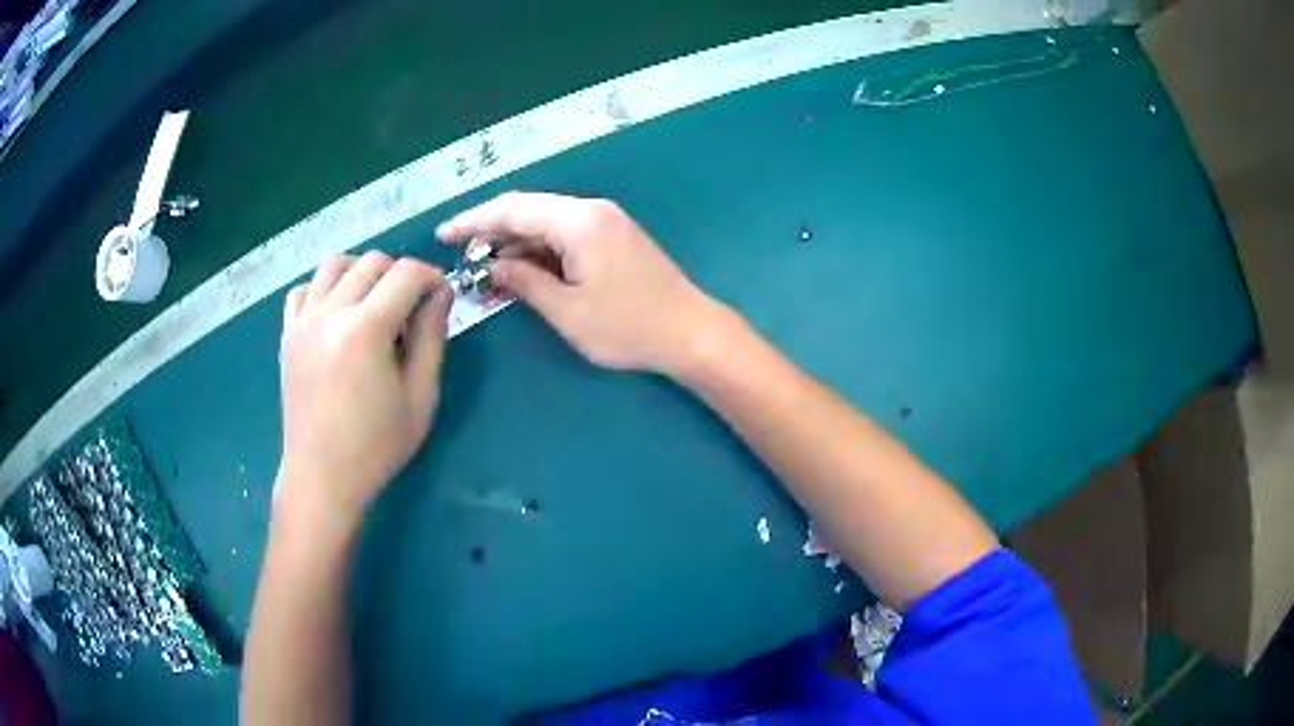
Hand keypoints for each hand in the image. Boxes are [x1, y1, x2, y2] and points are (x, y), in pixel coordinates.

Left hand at [276, 252, 450, 526]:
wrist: (322, 476)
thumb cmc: (376, 446)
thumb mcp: (420, 397)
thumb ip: (432, 338)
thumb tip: (440, 293)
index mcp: (366, 329)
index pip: (407, 273)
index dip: (432, 277)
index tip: (441, 298)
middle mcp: (330, 313)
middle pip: (372, 261)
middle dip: (400, 274)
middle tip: (411, 309)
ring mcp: (303, 321)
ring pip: (334, 264)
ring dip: (361, 272)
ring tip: (373, 303)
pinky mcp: (287, 334)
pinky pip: (304, 289)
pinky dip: (324, 289)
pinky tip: (337, 315)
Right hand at [437, 192, 722, 373]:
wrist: (690, 333)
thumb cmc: (628, 327)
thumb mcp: (567, 311)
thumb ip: (524, 283)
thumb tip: (494, 268)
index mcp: (578, 221)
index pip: (512, 209)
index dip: (473, 221)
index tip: (443, 236)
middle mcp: (591, 211)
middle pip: (528, 212)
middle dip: (491, 235)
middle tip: (464, 263)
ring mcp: (605, 222)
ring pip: (545, 225)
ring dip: (515, 247)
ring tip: (487, 276)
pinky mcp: (612, 238)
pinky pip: (564, 236)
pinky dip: (540, 253)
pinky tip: (522, 275)